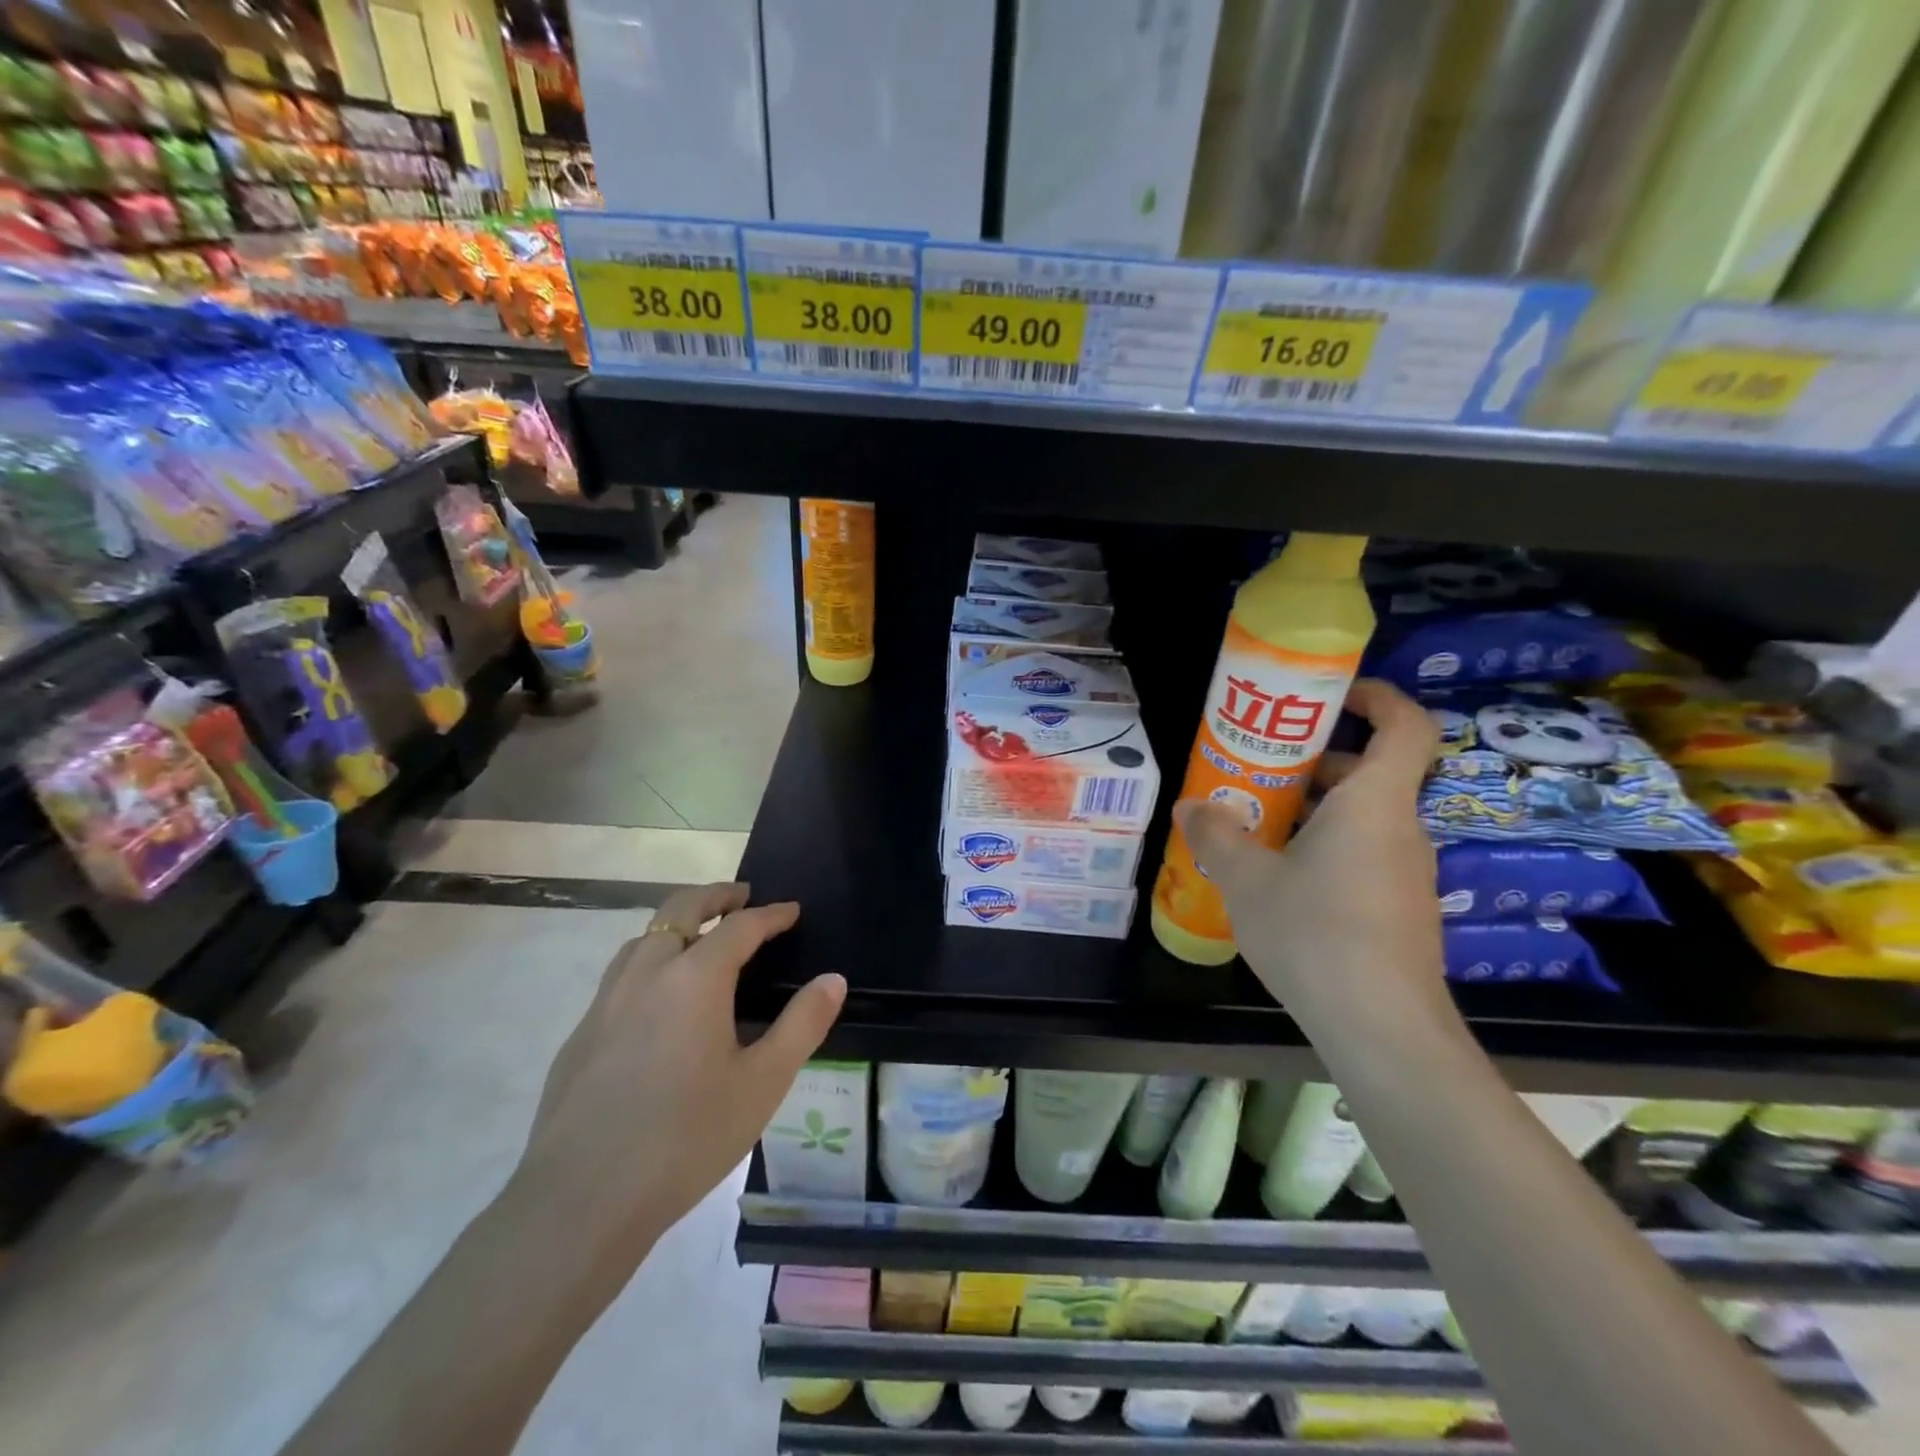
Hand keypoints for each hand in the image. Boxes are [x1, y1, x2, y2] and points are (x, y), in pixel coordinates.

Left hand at [511, 883, 844, 1270]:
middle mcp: (647, 972)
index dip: (771, 914)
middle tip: (741, 897)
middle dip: (716, 896)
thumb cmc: (687, 1137)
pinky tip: (659, 1002)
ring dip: (677, 924)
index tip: (792, 911)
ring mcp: (605, 1002)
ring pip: (643, 937)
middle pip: (681, 909)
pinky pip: (621, 975)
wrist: (580, 1201)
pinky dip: (650, 961)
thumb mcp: (763, 1082)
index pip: (740, 926)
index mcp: (694, 976)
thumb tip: (833, 980)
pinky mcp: (580, 1034)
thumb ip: (803, 1024)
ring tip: (701, 939)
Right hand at [1174, 679, 1450, 1036]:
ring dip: (1312, 810)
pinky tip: (1278, 879)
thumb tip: (1190, 806)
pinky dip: (1324, 848)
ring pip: (1361, 818)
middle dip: (1314, 762)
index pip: (1405, 727)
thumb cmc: (1314, 932)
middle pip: (1369, 773)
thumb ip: (1215, 834)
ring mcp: (1405, 873)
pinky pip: (1362, 855)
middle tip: (1258, 767)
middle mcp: (1399, 829)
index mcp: (1374, 804)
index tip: (1331, 695)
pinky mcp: (1399, 910)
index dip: (1377, 698)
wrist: (1380, 1029)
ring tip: (1254, 823)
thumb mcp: (1246, 878)